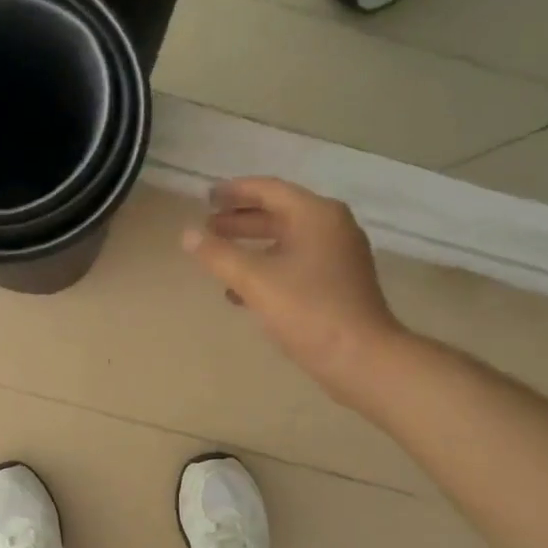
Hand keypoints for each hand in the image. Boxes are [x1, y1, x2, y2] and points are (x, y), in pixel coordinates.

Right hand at [183, 178, 406, 403]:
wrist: (360, 357)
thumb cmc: (307, 310)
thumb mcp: (254, 280)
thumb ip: (218, 254)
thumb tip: (187, 234)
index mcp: (316, 215)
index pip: (269, 190)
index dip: (234, 192)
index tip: (206, 197)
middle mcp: (332, 227)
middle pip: (279, 213)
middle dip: (240, 220)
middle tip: (207, 226)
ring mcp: (338, 256)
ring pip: (286, 240)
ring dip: (251, 245)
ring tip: (218, 256)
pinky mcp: (338, 284)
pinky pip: (295, 264)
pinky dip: (267, 268)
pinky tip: (239, 291)